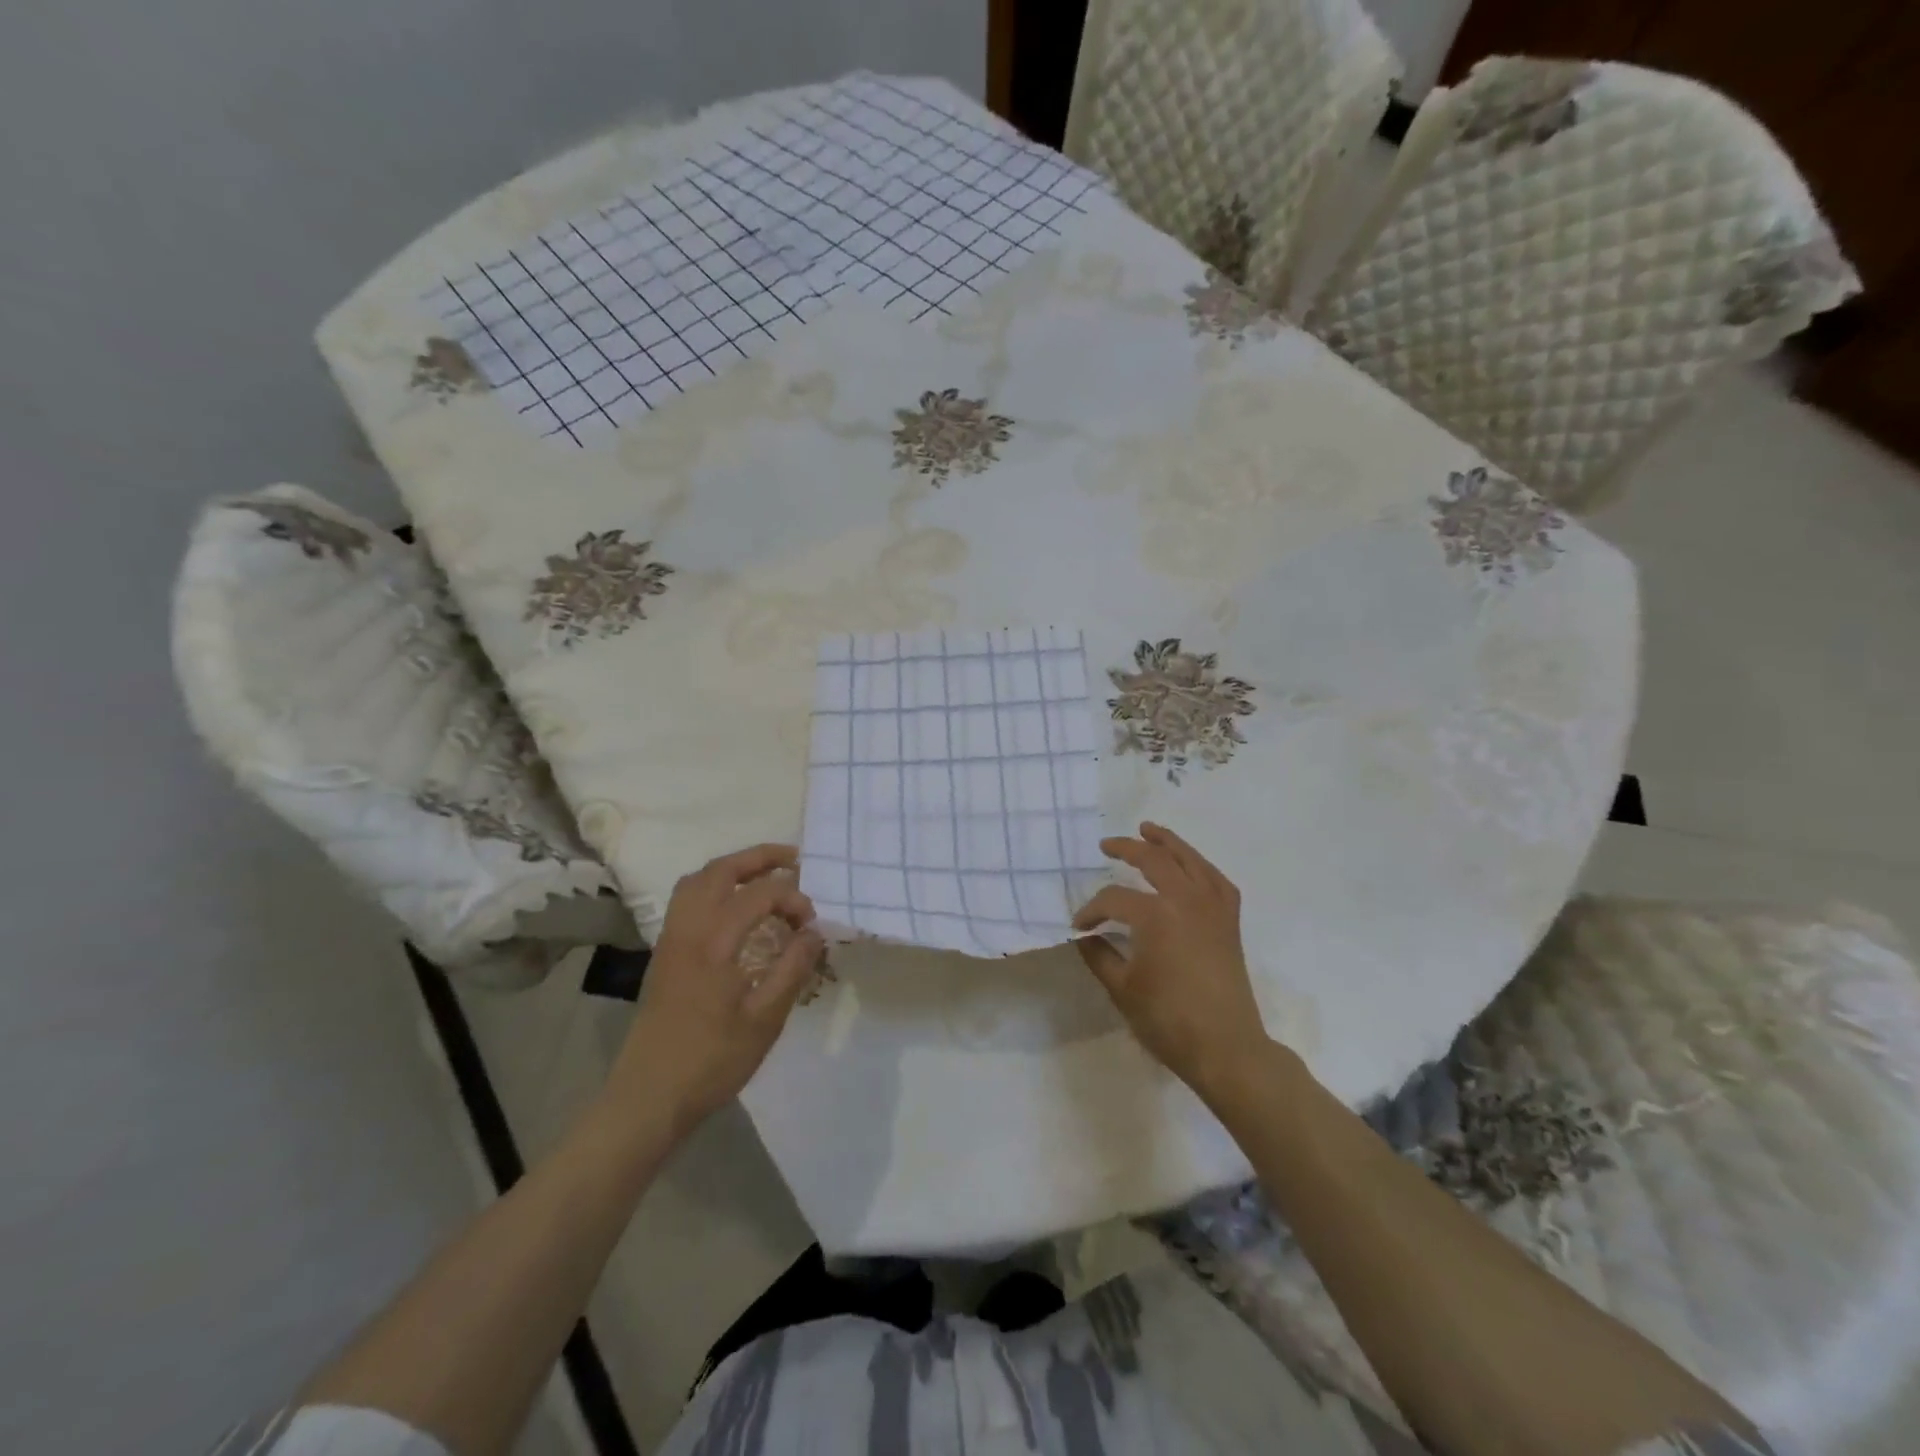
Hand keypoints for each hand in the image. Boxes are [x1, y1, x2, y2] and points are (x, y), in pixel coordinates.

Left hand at [611, 844, 822, 1133]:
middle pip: (720, 871)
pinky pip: (687, 900)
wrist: (648, 1098)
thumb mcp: (764, 1020)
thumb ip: (792, 969)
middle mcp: (687, 930)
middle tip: (793, 860)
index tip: (812, 923)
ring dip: (733, 869)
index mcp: (713, 943)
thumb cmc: (711, 1062)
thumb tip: (813, 932)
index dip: (792, 898)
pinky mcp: (664, 954)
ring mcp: (670, 939)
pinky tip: (735, 909)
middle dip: (759, 858)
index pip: (758, 895)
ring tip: (765, 877)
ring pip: (697, 881)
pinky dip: (714, 887)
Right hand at [1074, 823, 1271, 1098]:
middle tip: (1107, 845)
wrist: (1226, 1048)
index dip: (1092, 910)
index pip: (1114, 900)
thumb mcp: (1122, 989)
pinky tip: (1191, 865)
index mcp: (1156, 915)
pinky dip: (1202, 867)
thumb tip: (1084, 936)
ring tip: (1148, 830)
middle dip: (1127, 849)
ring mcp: (1213, 908)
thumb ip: (1099, 955)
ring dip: (1168, 842)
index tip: (1079, 926)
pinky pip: (1218, 881)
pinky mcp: (1230, 922)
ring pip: (1190, 860)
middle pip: (1154, 861)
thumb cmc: (1168, 1020)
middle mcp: (1186, 900)